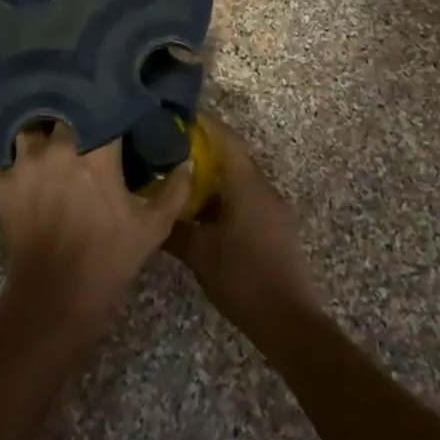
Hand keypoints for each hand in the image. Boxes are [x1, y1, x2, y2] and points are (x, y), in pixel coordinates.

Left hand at [0, 122, 188, 339]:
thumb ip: (174, 190)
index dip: (113, 102)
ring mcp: (24, 165)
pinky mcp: (1, 185)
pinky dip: (0, 148)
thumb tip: (186, 162)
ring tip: (46, 124)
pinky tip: (9, 146)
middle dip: (74, 108)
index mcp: (97, 153)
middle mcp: (58, 149)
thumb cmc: (109, 261)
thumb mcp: (153, 228)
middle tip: (83, 111)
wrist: (55, 302)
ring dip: (38, 125)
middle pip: (63, 108)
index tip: (121, 100)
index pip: (105, 108)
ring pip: (28, 125)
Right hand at [166, 113, 321, 335]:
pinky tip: (206, 214)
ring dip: (215, 178)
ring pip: (241, 180)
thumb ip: (174, 229)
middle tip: (172, 152)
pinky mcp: (277, 227)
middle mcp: (264, 188)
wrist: (288, 320)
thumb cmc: (242, 277)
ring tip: (183, 182)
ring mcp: (274, 208)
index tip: (179, 119)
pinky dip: (226, 197)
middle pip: (233, 157)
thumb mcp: (199, 254)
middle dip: (204, 152)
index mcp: (247, 185)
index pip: (226, 139)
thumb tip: (151, 213)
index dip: (204, 125)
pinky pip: (249, 199)